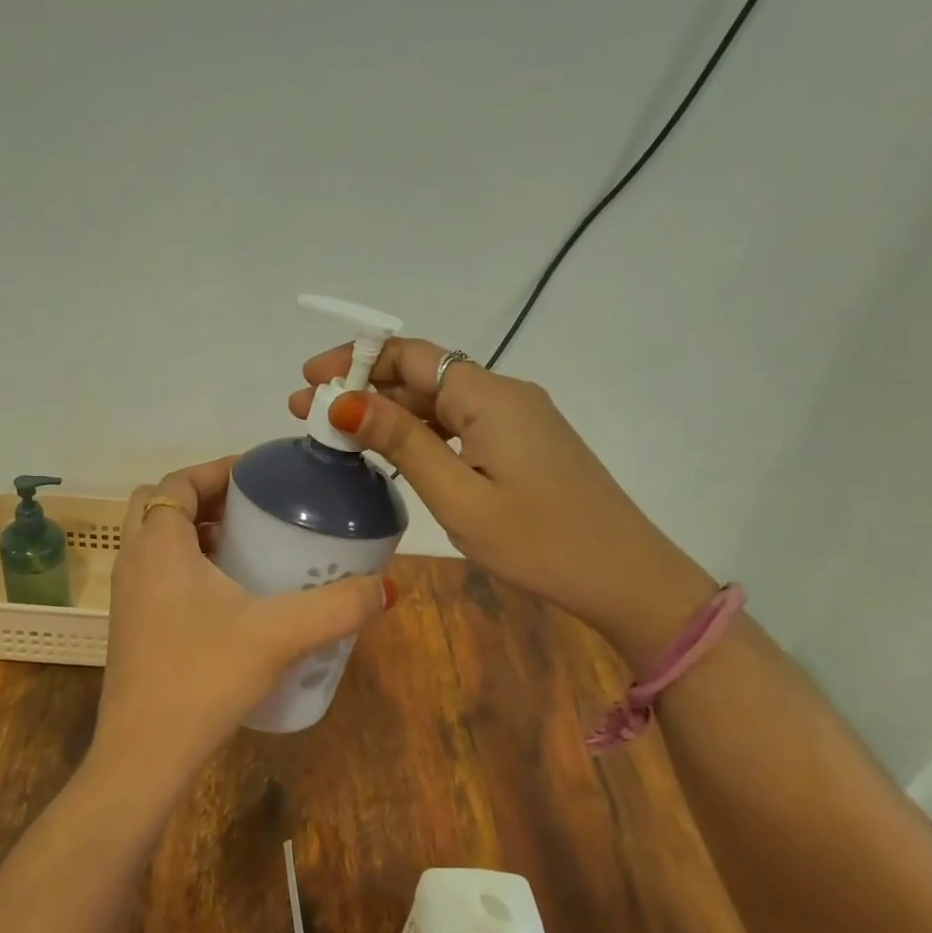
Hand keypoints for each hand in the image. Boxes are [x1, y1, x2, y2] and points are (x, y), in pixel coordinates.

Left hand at [90, 457, 394, 788]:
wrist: (144, 755)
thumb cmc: (204, 677)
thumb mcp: (279, 635)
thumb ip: (337, 608)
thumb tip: (388, 587)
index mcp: (159, 545)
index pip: (178, 482)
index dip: (216, 470)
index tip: (260, 476)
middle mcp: (134, 561)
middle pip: (160, 505)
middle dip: (204, 497)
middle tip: (252, 510)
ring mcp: (126, 596)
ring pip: (154, 541)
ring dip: (194, 532)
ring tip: (245, 546)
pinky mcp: (130, 627)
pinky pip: (154, 573)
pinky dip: (184, 565)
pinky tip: (227, 597)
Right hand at [288, 341, 715, 670]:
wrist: (625, 578)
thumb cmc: (539, 541)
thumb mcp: (458, 495)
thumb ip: (402, 443)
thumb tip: (343, 401)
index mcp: (489, 395)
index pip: (409, 355)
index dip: (354, 361)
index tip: (308, 381)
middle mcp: (503, 393)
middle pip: (421, 375)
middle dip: (362, 390)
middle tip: (306, 414)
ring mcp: (517, 418)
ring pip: (439, 401)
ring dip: (387, 412)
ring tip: (336, 434)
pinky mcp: (523, 443)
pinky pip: (459, 424)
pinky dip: (419, 432)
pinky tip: (390, 452)